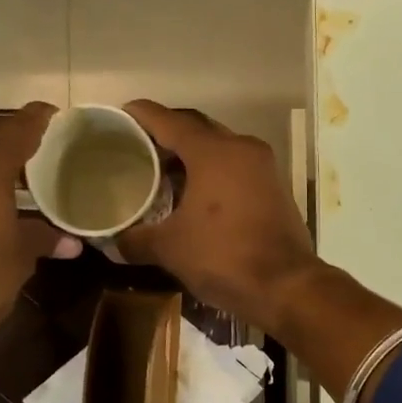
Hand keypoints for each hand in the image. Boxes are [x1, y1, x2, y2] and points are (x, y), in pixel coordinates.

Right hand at [116, 102, 319, 329]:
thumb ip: (137, 239)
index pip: (170, 121)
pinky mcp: (276, 191)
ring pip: (220, 151)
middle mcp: (242, 149)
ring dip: (192, 158)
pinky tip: (195, 197)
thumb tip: (114, 242)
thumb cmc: (224, 257)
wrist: (287, 287)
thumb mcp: (171, 249)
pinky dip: (214, 176)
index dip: (142, 116)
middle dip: (168, 136)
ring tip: (162, 174)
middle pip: (198, 131)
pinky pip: (237, 171)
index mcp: (214, 152)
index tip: (121, 115)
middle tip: (138, 149)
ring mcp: (264, 169)